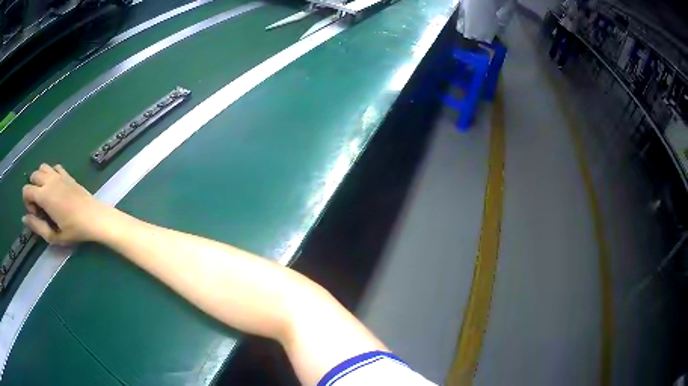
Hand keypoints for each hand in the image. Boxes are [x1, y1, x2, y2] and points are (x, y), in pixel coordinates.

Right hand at [22, 164, 111, 243]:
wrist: (94, 217)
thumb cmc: (73, 229)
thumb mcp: (53, 236)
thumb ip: (37, 226)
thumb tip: (24, 218)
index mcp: (44, 195)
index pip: (26, 189)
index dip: (27, 202)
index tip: (36, 213)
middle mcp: (49, 180)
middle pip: (33, 175)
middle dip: (32, 189)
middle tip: (40, 205)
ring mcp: (59, 175)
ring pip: (43, 167)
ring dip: (40, 178)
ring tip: (46, 195)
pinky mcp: (67, 174)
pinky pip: (54, 167)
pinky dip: (51, 173)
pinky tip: (56, 187)